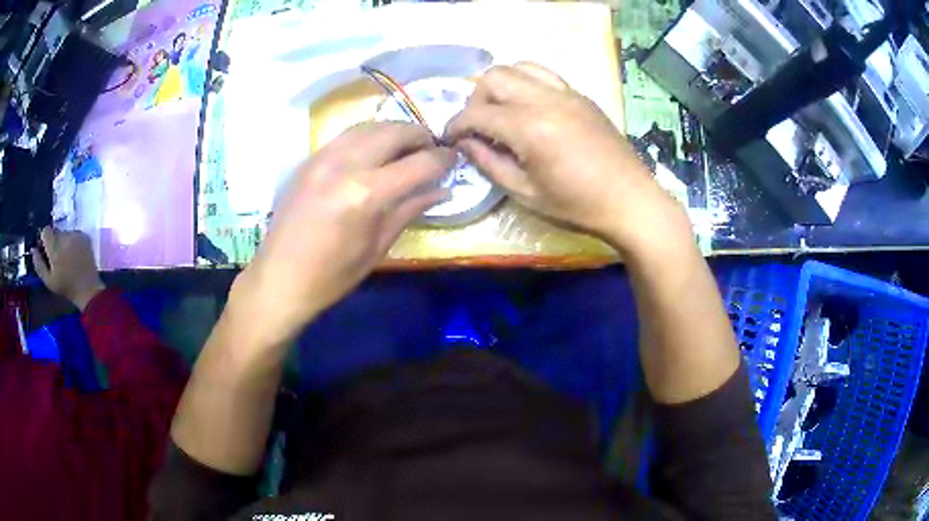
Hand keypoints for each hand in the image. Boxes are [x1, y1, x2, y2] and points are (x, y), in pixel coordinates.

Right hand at [32, 227, 104, 310]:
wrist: (87, 289)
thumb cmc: (66, 287)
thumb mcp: (48, 281)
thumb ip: (38, 264)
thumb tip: (33, 249)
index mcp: (55, 248)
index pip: (46, 231)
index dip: (44, 238)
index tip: (45, 248)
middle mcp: (65, 237)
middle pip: (55, 231)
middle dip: (54, 241)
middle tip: (57, 256)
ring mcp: (76, 235)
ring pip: (65, 232)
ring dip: (64, 241)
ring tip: (67, 257)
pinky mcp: (85, 236)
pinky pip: (75, 234)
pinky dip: (73, 241)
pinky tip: (75, 254)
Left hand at [229, 122, 455, 345]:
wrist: (279, 277)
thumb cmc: (332, 275)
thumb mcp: (378, 246)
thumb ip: (410, 209)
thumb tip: (442, 189)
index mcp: (367, 193)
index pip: (419, 163)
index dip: (443, 159)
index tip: (454, 159)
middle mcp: (345, 164)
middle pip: (395, 131)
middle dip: (420, 136)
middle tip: (431, 149)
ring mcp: (323, 157)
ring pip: (369, 126)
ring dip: (394, 131)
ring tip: (405, 147)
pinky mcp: (309, 159)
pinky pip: (346, 135)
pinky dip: (368, 136)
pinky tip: (374, 151)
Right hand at [445, 63, 691, 254]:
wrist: (630, 200)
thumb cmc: (578, 205)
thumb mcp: (525, 193)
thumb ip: (489, 163)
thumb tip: (465, 143)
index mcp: (529, 127)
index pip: (477, 113)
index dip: (456, 126)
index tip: (450, 139)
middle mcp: (545, 99)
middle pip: (493, 77)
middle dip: (476, 100)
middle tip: (478, 127)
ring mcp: (566, 93)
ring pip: (519, 67)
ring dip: (501, 85)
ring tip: (502, 111)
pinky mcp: (580, 95)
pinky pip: (544, 74)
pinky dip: (526, 83)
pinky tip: (530, 107)